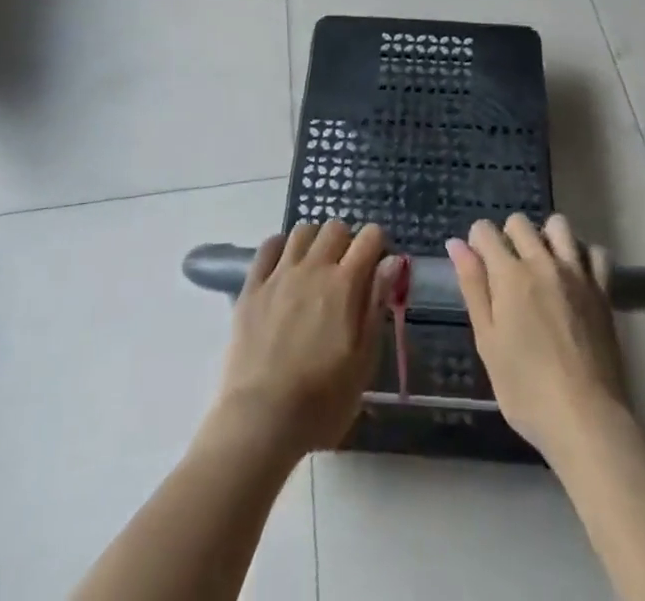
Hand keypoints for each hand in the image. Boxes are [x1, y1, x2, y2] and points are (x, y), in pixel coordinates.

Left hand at [210, 221, 399, 461]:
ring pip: (302, 231)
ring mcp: (279, 274)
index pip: (370, 237)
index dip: (378, 244)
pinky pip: (268, 246)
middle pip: (335, 227)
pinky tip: (284, 267)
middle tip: (345, 271)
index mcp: (345, 284)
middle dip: (346, 241)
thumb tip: (392, 261)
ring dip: (314, 241)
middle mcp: (313, 267)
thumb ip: (376, 305)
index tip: (377, 266)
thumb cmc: (321, 400)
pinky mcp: (252, 287)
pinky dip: (281, 247)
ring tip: (315, 267)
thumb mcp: (363, 361)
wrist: (260, 418)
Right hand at [447, 214, 628, 460]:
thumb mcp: (487, 342)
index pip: (485, 231)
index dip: (477, 242)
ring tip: (542, 267)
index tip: (478, 265)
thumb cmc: (526, 389)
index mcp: (509, 274)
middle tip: (507, 272)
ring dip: (545, 237)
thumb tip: (456, 244)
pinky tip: (576, 277)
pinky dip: (583, 256)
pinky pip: (595, 252)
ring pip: (558, 225)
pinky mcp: (602, 290)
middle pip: (520, 222)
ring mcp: (576, 273)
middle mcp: (542, 262)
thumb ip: (473, 287)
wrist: (586, 419)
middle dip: (508, 236)